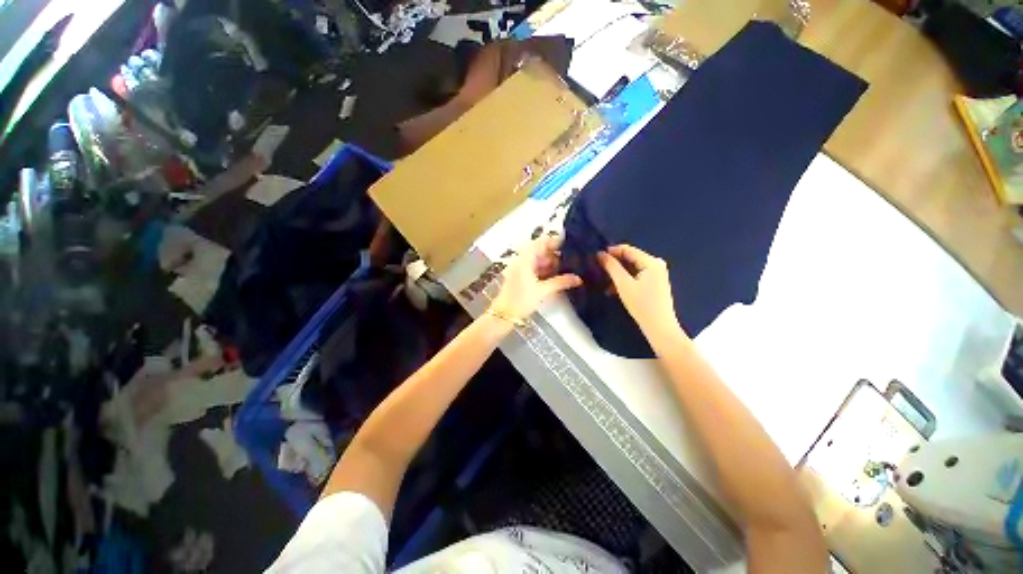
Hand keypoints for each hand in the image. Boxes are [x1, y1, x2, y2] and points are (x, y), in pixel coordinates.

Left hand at [489, 236, 581, 321]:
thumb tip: (578, 278)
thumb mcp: (542, 291)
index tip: (570, 247)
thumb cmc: (521, 300)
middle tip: (572, 261)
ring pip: (538, 260)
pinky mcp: (520, 277)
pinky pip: (535, 268)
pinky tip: (556, 277)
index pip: (542, 242)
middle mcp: (522, 260)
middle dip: (556, 256)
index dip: (556, 243)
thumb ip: (560, 282)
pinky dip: (545, 270)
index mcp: (525, 259)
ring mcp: (520, 268)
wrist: (503, 314)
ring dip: (551, 264)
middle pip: (541, 251)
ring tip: (567, 270)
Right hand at [598, 245, 683, 342]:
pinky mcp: (654, 283)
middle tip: (597, 269)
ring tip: (603, 281)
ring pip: (631, 268)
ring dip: (617, 274)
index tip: (595, 257)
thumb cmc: (642, 305)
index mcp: (651, 262)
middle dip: (614, 264)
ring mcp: (657, 274)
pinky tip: (613, 289)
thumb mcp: (623, 284)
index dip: (610, 251)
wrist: (659, 328)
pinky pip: (636, 276)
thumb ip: (611, 267)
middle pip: (630, 258)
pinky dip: (625, 280)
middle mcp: (656, 264)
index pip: (627, 249)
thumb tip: (600, 254)